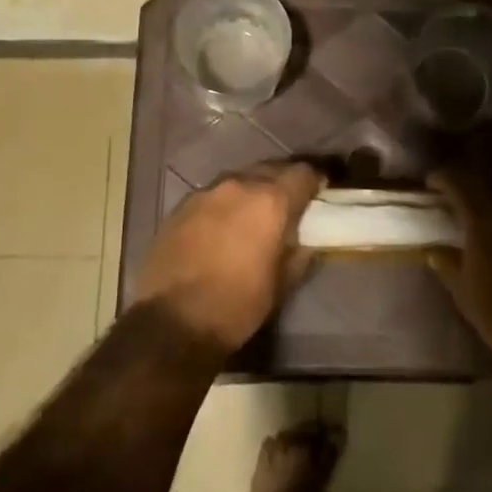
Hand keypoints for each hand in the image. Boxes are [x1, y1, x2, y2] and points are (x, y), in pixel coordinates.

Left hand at [137, 161, 325, 353]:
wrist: (171, 322)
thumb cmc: (237, 305)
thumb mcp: (281, 284)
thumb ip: (298, 253)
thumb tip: (304, 241)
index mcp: (270, 201)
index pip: (303, 173)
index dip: (316, 181)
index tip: (320, 193)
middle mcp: (238, 185)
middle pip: (270, 169)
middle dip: (283, 183)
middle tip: (289, 204)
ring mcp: (205, 193)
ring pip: (239, 180)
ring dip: (252, 191)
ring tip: (254, 215)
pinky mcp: (180, 207)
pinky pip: (213, 195)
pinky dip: (225, 205)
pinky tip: (223, 226)